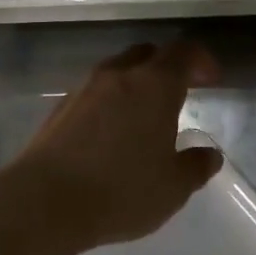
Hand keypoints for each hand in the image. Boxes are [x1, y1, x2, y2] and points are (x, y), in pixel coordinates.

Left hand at [16, 42, 221, 249]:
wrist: (43, 202)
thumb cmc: (121, 191)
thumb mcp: (173, 187)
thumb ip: (196, 166)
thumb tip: (209, 155)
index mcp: (155, 85)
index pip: (184, 52)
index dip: (202, 60)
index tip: (211, 80)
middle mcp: (119, 76)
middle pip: (148, 54)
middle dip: (168, 67)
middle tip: (180, 93)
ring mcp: (85, 89)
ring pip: (118, 71)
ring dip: (136, 84)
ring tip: (145, 116)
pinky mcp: (60, 109)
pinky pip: (94, 93)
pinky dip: (110, 103)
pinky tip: (111, 134)